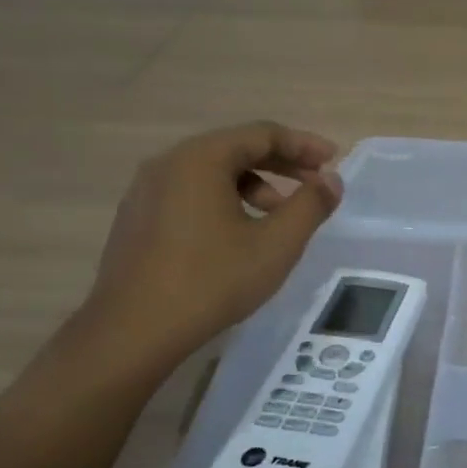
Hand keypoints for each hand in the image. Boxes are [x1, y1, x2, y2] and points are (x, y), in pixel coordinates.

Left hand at [77, 122, 342, 375]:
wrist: (132, 332)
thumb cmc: (211, 281)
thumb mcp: (276, 244)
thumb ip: (310, 205)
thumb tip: (331, 180)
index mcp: (200, 159)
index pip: (262, 134)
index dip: (304, 144)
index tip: (334, 160)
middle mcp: (168, 163)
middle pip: (236, 148)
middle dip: (281, 164)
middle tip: (315, 183)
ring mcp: (146, 191)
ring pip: (212, 173)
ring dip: (255, 185)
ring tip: (279, 216)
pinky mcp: (137, 218)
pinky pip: (191, 193)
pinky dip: (224, 200)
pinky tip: (239, 234)